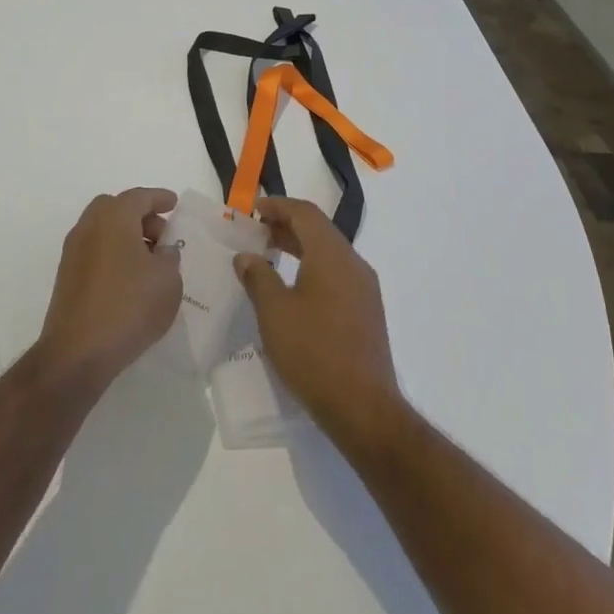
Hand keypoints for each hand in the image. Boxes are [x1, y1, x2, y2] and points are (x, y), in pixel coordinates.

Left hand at [38, 188, 182, 394]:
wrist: (78, 353)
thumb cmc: (129, 307)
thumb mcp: (167, 280)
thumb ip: (169, 257)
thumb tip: (161, 251)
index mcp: (114, 218)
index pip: (139, 197)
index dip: (159, 198)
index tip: (174, 203)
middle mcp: (89, 227)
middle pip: (116, 208)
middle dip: (140, 215)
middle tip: (161, 235)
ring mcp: (73, 252)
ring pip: (102, 229)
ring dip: (125, 235)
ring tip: (149, 260)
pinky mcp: (67, 277)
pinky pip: (95, 250)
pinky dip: (113, 253)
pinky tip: (130, 278)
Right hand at [234, 197, 406, 458]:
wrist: (363, 406)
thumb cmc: (313, 352)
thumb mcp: (274, 312)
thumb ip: (258, 276)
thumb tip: (246, 256)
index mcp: (332, 255)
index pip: (305, 214)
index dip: (278, 206)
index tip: (253, 209)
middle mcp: (354, 264)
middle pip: (319, 230)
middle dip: (287, 225)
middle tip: (257, 231)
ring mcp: (365, 288)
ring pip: (329, 253)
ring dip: (300, 247)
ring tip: (270, 255)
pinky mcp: (367, 311)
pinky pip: (337, 274)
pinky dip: (313, 268)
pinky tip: (293, 288)